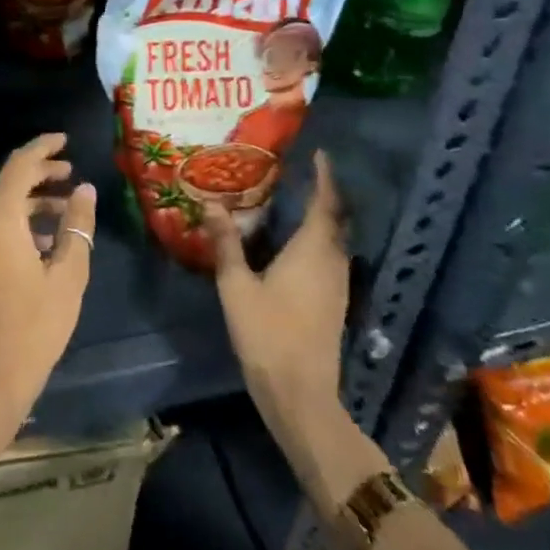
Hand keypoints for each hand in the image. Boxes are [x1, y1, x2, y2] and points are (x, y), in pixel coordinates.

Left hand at [0, 133, 97, 423]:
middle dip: (40, 174)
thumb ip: (76, 226)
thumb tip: (85, 190)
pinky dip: (15, 222)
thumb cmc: (34, 326)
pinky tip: (41, 242)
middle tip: (70, 175)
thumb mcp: (67, 275)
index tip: (65, 140)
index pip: (20, 165)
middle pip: (7, 182)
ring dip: (29, 201)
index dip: (43, 148)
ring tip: (64, 211)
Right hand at [204, 149, 349, 442]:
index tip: (320, 154)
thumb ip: (226, 243)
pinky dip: (320, 241)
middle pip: (335, 221)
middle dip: (324, 195)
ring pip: (335, 241)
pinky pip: (332, 258)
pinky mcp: (335, 304)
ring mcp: (338, 286)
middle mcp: (332, 263)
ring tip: (298, 202)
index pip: (325, 204)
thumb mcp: (236, 285)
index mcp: (312, 252)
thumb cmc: (267, 333)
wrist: (300, 394)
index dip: (325, 178)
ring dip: (323, 219)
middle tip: (303, 174)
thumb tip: (211, 203)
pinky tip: (297, 245)